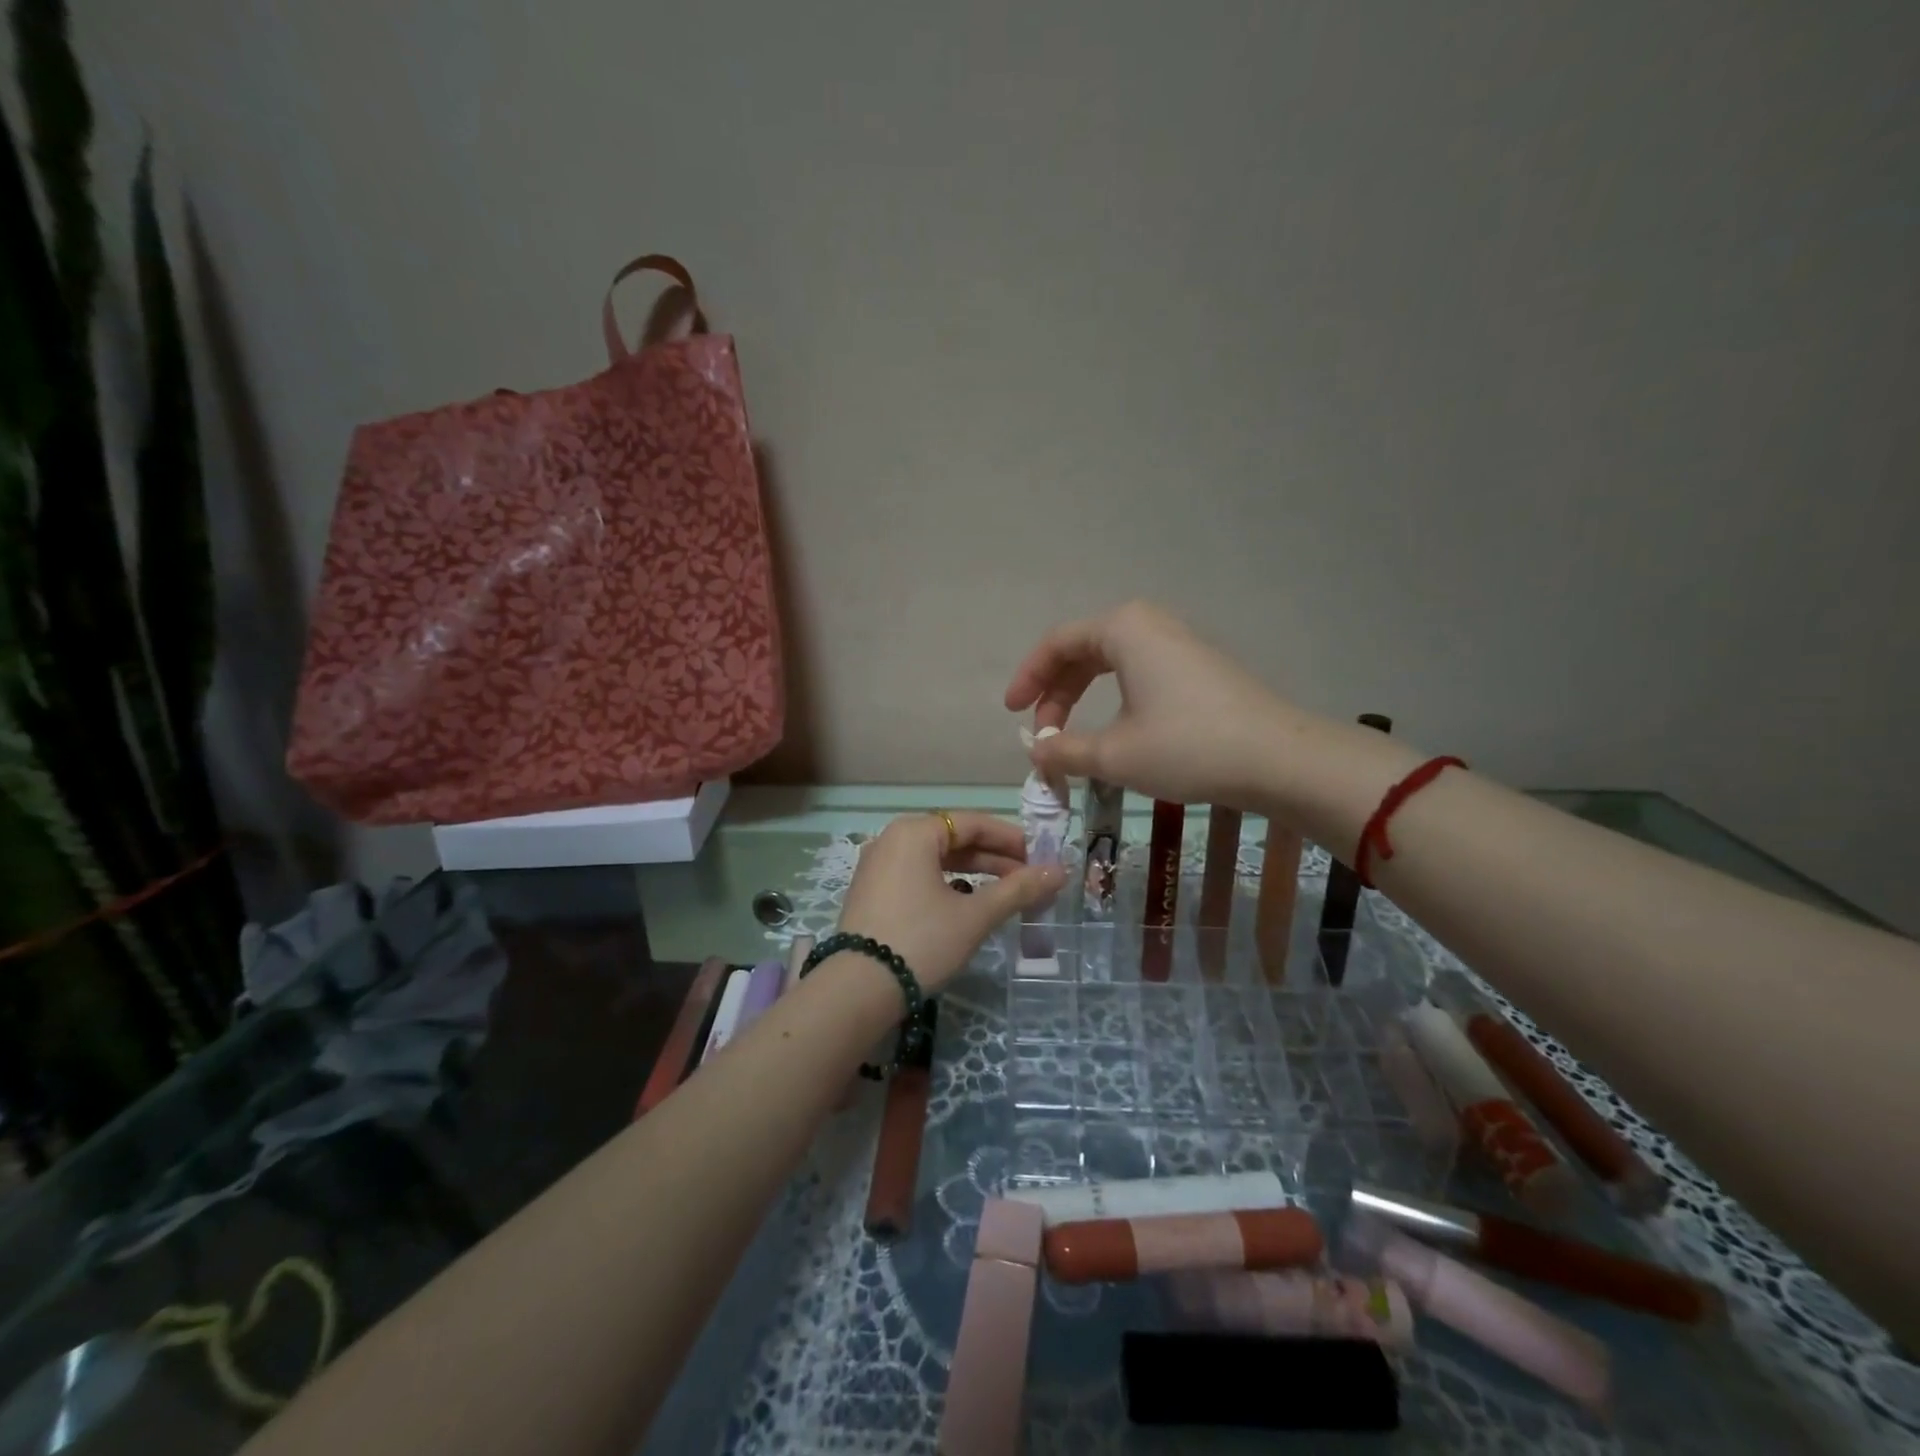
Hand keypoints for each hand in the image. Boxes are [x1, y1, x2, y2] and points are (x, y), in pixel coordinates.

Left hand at [837, 811, 1065, 994]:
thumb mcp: (974, 916)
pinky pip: (918, 877)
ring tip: (1007, 893)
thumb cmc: (921, 941)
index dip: (1012, 839)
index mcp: (914, 832)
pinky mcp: (871, 893)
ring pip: (936, 860)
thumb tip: (1060, 871)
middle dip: (995, 859)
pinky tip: (968, 905)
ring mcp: (877, 867)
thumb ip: (1017, 890)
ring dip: (974, 874)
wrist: (857, 990)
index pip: (973, 823)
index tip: (1042, 858)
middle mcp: (892, 839)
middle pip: (953, 839)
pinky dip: (947, 885)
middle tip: (1030, 879)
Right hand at [1004, 600, 1299, 808]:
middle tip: (1043, 735)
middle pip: (1082, 651)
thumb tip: (1036, 753)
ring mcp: (1177, 643)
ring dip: (1083, 699)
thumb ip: (1064, 751)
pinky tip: (1114, 732)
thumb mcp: (1114, 754)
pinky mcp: (1197, 667)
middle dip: (1055, 693)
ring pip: (1111, 663)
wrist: (1278, 759)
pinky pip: (1138, 673)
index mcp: (1123, 628)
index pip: (1057, 644)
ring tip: (1071, 739)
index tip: (1012, 714)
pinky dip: (1113, 700)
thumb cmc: (1187, 747)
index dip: (1028, 679)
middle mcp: (1148, 624)